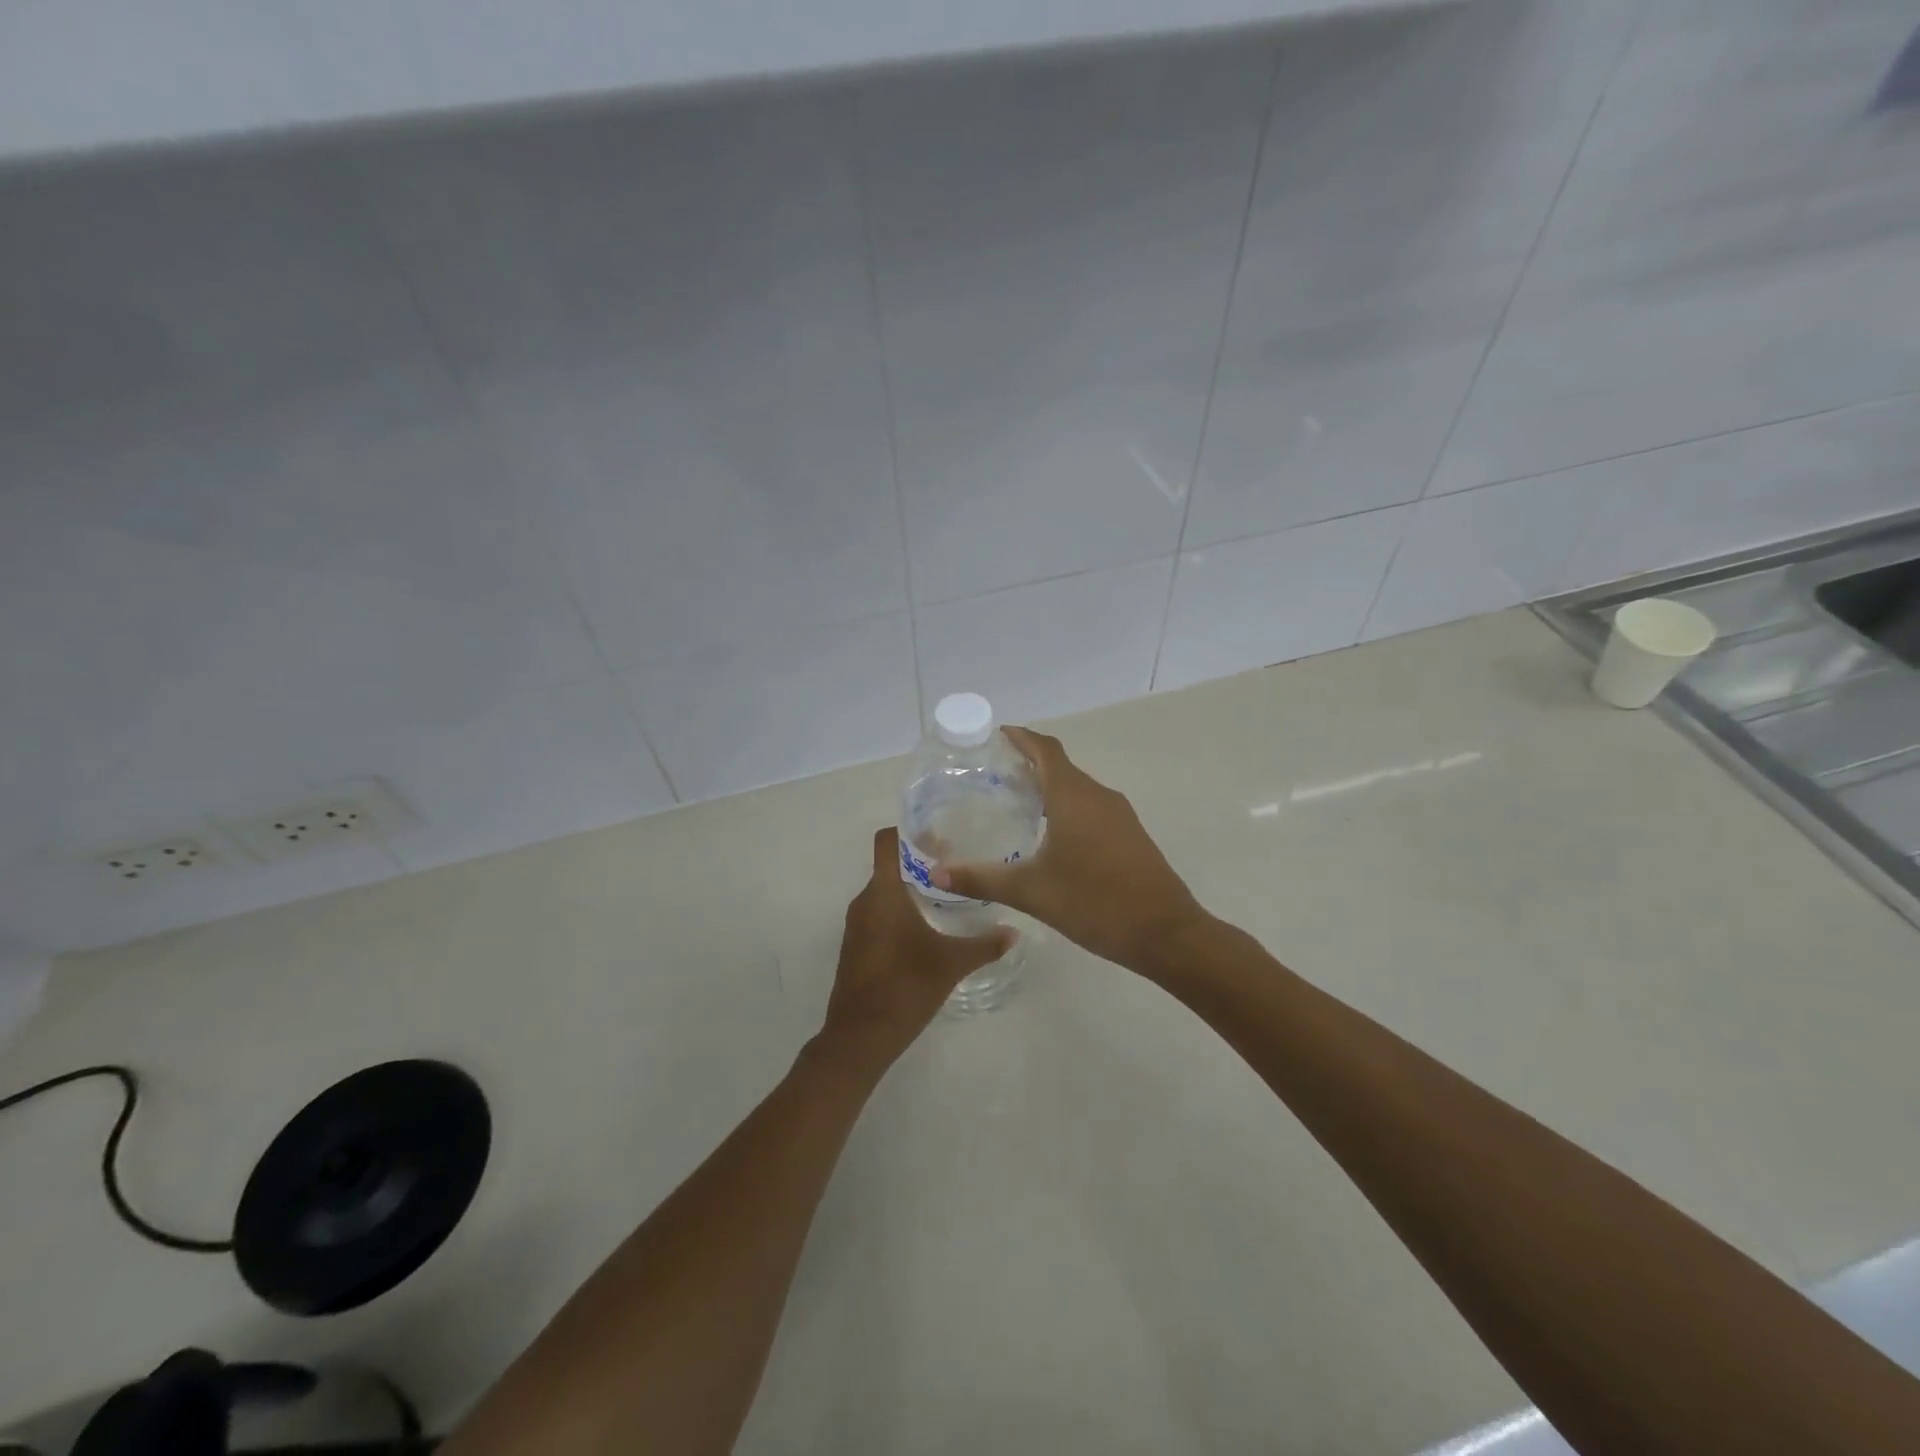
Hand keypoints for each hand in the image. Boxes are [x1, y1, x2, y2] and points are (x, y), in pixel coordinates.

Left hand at [820, 828, 1015, 1068]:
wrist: (860, 1037)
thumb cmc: (905, 988)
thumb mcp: (951, 964)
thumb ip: (984, 944)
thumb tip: (1013, 931)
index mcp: (883, 893)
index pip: (888, 841)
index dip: (910, 830)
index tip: (940, 831)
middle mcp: (865, 901)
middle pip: (890, 864)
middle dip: (920, 859)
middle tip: (957, 861)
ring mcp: (857, 924)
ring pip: (885, 889)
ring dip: (911, 885)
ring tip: (947, 892)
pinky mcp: (857, 945)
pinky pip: (879, 912)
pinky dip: (900, 908)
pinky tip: (927, 925)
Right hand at [931, 727, 1204, 975]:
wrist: (1166, 933)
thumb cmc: (1095, 903)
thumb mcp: (1032, 892)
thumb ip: (982, 879)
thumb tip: (936, 873)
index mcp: (1073, 797)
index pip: (1044, 749)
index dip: (1020, 737)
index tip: (994, 736)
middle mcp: (1098, 796)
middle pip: (1060, 766)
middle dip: (1027, 763)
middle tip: (991, 774)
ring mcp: (1119, 815)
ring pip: (1077, 788)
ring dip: (1048, 787)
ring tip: (1014, 802)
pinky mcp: (1129, 836)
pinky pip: (1091, 808)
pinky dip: (1066, 807)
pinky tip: (1049, 835)